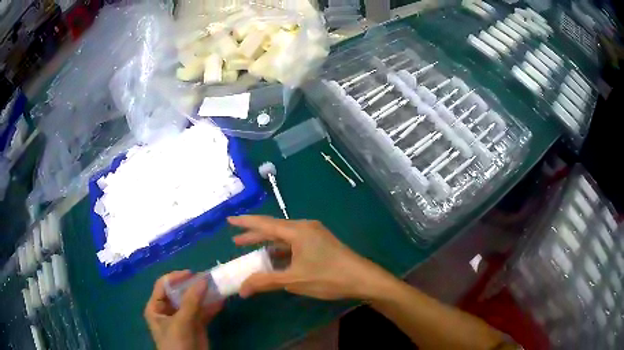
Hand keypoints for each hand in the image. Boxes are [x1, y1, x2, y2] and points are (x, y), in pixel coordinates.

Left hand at [144, 271, 222, 349]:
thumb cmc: (176, 343)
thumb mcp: (181, 322)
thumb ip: (191, 302)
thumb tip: (203, 279)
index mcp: (156, 307)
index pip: (163, 285)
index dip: (176, 278)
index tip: (192, 274)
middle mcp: (168, 310)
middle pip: (179, 292)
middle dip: (193, 286)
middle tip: (208, 279)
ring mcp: (183, 318)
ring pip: (193, 302)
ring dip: (204, 296)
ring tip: (217, 287)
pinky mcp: (196, 326)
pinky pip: (203, 313)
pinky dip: (211, 308)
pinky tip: (221, 302)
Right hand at [229, 216, 395, 300]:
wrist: (362, 279)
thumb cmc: (327, 277)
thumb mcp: (293, 280)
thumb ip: (265, 281)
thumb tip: (242, 289)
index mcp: (297, 230)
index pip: (265, 224)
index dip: (245, 223)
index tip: (230, 220)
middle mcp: (305, 227)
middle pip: (274, 228)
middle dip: (254, 235)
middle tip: (236, 241)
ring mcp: (314, 234)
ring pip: (285, 236)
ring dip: (268, 243)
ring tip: (252, 250)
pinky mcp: (320, 243)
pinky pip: (295, 243)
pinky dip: (282, 249)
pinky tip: (275, 258)